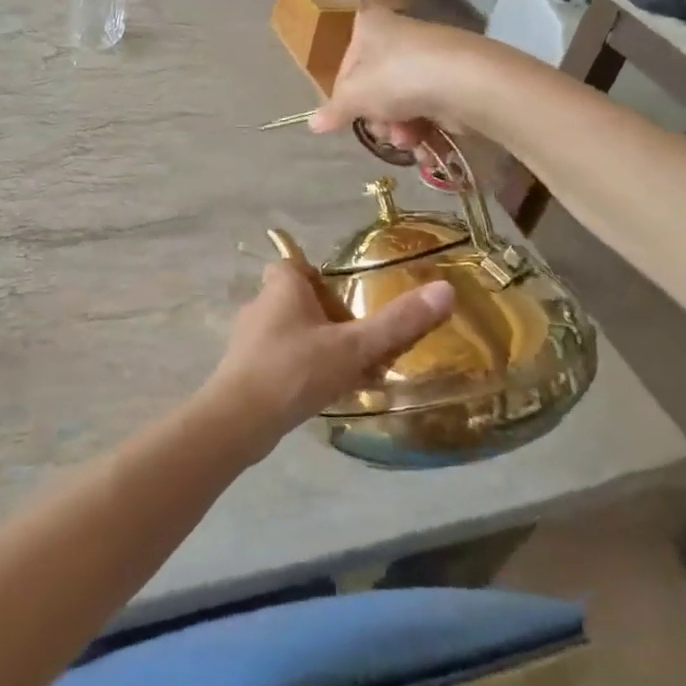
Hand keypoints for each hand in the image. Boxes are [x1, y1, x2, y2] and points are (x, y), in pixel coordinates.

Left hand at [201, 261, 454, 461]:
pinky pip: (281, 361)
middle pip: (297, 301)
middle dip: (328, 319)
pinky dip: (303, 371)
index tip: (347, 298)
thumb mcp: (354, 346)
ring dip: (319, 348)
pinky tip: (325, 394)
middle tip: (360, 341)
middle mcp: (260, 307)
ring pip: (291, 334)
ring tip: (351, 371)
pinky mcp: (245, 371)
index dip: (319, 277)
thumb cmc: (295, 370)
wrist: (239, 420)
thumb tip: (446, 290)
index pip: (294, 265)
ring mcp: (249, 341)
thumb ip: (398, 322)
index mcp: (281, 287)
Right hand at [307, 10, 485, 155]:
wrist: (467, 82)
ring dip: (398, 129)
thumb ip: (333, 111)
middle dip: (377, 118)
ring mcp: (426, 58)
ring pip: (398, 103)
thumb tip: (312, 124)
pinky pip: (424, 109)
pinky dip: (421, 129)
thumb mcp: (355, 96)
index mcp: (370, 26)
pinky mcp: (450, 80)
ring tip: (407, 139)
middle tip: (383, 130)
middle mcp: (398, 37)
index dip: (345, 95)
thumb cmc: (398, 77)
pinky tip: (423, 144)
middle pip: (373, 88)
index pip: (345, 64)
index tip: (348, 115)